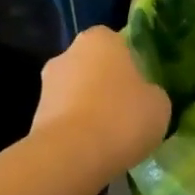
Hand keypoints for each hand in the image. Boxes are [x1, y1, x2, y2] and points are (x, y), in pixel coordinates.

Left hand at [33, 27, 171, 176]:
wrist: (71, 156)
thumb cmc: (122, 117)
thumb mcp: (159, 104)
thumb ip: (151, 92)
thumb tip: (144, 96)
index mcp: (101, 38)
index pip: (120, 43)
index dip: (132, 65)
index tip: (143, 87)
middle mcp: (69, 52)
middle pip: (94, 66)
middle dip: (107, 84)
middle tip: (128, 111)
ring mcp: (47, 83)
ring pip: (77, 91)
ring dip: (90, 107)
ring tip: (110, 136)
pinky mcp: (35, 115)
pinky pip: (65, 117)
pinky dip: (76, 128)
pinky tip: (92, 148)